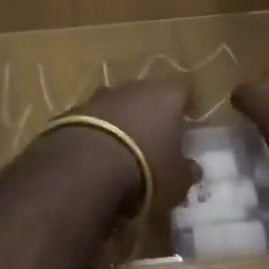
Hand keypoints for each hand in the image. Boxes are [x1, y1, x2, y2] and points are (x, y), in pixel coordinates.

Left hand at [59, 81, 195, 215]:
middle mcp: (134, 87)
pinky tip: (96, 156)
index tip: (188, 123)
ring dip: (122, 121)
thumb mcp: (176, 181)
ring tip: (124, 150)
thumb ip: (187, 171)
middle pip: (148, 94)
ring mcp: (101, 96)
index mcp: (166, 97)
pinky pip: (93, 119)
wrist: (85, 166)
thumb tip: (193, 167)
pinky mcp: (75, 110)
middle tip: (156, 139)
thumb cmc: (145, 170)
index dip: (187, 106)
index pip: (184, 91)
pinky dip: (98, 132)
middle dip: (152, 114)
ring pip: (119, 104)